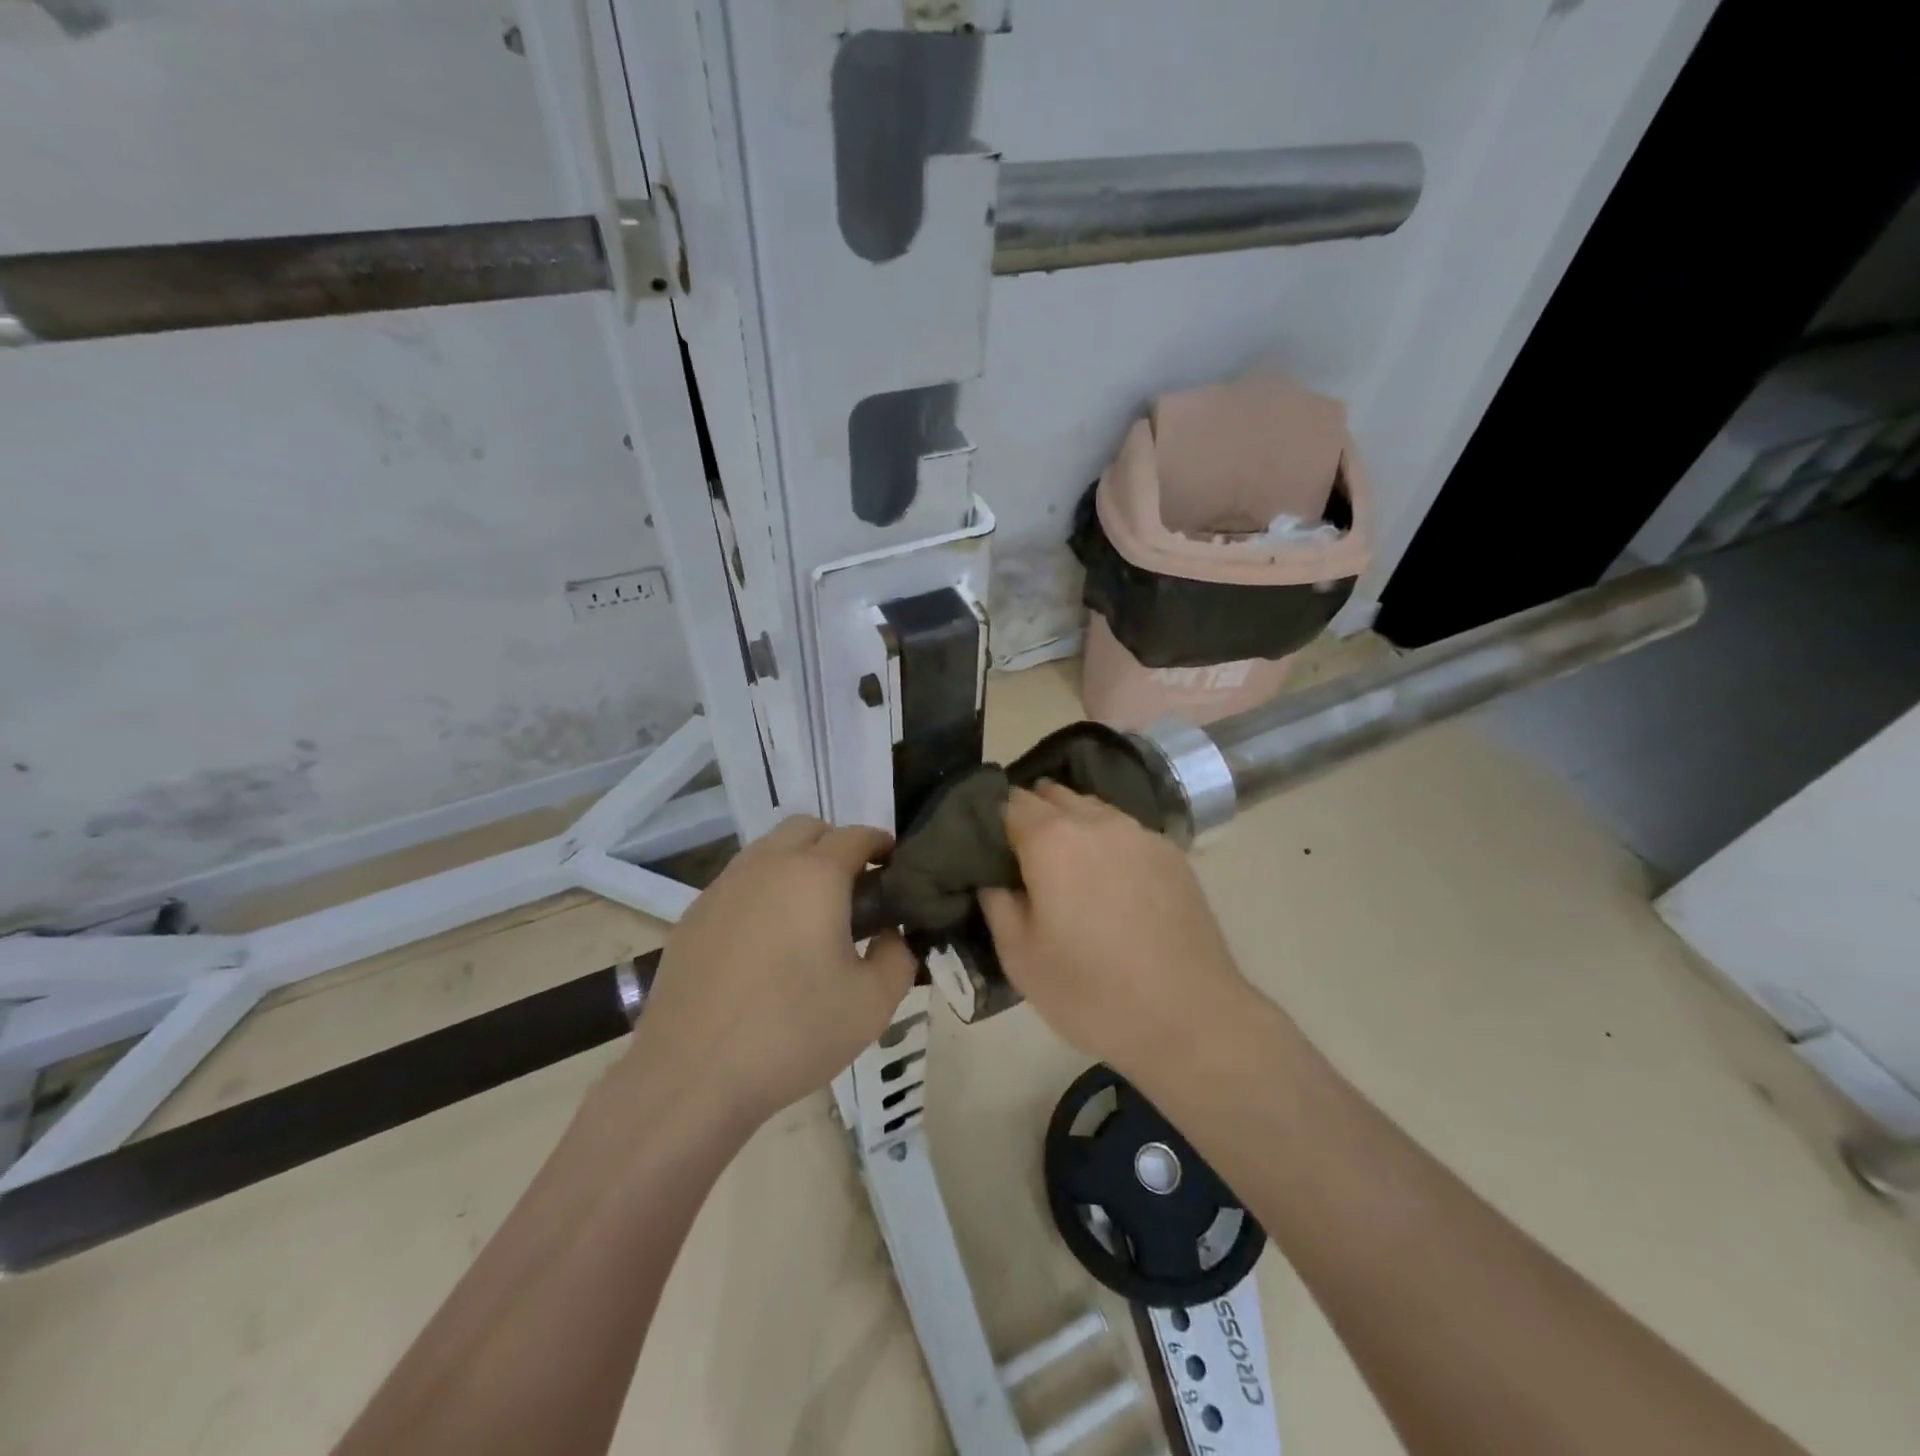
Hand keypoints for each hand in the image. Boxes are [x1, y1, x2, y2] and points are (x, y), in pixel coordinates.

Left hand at [633, 816, 917, 1126]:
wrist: (691, 1077)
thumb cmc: (792, 1032)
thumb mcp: (873, 1003)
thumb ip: (899, 956)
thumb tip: (891, 934)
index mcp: (814, 875)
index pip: (856, 836)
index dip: (881, 845)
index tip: (894, 870)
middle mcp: (765, 865)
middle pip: (807, 829)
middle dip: (836, 846)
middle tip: (854, 891)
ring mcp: (722, 887)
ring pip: (768, 851)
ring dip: (796, 864)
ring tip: (809, 917)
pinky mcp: (693, 916)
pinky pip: (738, 883)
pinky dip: (762, 891)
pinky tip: (766, 943)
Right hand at [979, 784, 1253, 1083]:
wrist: (1190, 1018)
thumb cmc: (1092, 991)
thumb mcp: (1020, 957)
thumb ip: (997, 903)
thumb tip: (992, 876)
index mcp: (1052, 839)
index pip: (1009, 802)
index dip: (992, 820)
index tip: (986, 848)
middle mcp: (1097, 821)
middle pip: (1053, 796)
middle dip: (1032, 815)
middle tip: (1022, 859)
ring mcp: (1140, 833)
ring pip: (1093, 810)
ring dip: (1072, 825)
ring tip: (1067, 869)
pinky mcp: (1172, 854)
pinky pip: (1126, 832)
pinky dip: (1108, 843)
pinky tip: (1110, 883)